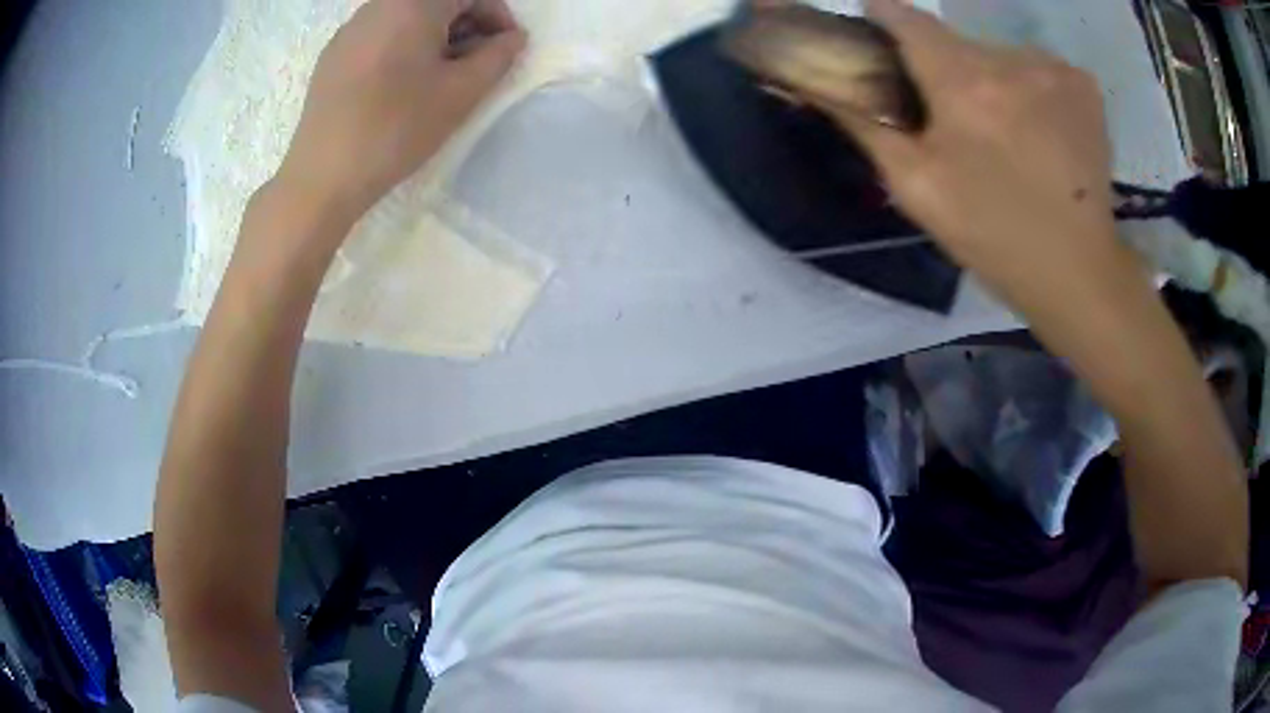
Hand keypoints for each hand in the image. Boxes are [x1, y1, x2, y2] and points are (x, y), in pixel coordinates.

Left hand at [278, 0, 525, 226]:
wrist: (323, 176)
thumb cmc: (396, 129)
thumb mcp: (461, 93)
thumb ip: (498, 56)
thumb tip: (512, 38)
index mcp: (414, 4)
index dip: (497, 15)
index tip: (505, 49)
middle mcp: (379, 5)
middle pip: (436, 1)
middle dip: (465, 24)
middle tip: (475, 64)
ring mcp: (350, 29)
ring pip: (407, 16)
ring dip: (435, 36)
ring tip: (438, 77)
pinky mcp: (333, 55)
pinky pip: (380, 34)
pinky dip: (402, 46)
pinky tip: (400, 85)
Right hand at [835, 0, 1123, 307]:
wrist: (1077, 273)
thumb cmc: (992, 234)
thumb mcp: (915, 187)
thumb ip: (864, 124)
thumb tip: (819, 82)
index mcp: (963, 83)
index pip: (907, 18)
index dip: (884, 20)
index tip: (878, 34)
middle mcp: (1010, 60)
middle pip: (957, 43)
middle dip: (945, 69)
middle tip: (952, 119)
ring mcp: (1054, 69)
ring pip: (999, 57)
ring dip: (991, 81)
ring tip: (1003, 133)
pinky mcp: (1084, 86)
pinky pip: (1038, 68)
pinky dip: (1029, 89)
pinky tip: (1039, 130)